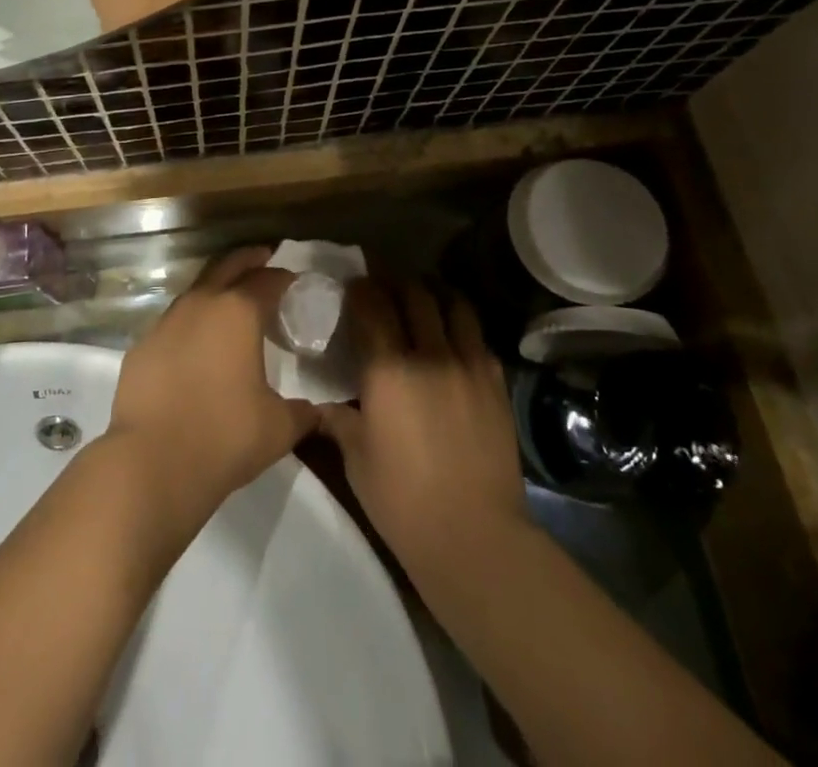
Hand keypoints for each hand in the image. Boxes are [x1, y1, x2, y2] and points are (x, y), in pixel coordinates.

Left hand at [106, 247, 317, 526]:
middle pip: (227, 266)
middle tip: (264, 258)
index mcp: (238, 312)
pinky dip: (190, 323)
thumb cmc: (225, 437)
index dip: (283, 277)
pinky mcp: (142, 346)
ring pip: (196, 290)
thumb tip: (316, 410)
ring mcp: (166, 322)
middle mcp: (201, 304)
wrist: (151, 462)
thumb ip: (302, 412)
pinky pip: (172, 323)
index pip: (267, 280)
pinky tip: (196, 343)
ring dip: (216, 288)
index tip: (294, 280)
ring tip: (231, 301)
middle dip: (248, 259)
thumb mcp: (279, 428)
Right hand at [317, 277, 525, 578]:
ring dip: (433, 294)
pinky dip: (461, 326)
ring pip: (453, 305)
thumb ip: (338, 418)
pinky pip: (478, 337)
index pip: (372, 305)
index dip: (361, 288)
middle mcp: (428, 353)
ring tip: (422, 297)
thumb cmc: (402, 500)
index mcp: (387, 369)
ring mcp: (467, 365)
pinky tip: (453, 336)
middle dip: (395, 282)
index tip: (352, 285)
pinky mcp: (494, 382)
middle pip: (414, 295)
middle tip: (384, 285)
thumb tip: (322, 399)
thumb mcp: (355, 457)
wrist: (474, 536)